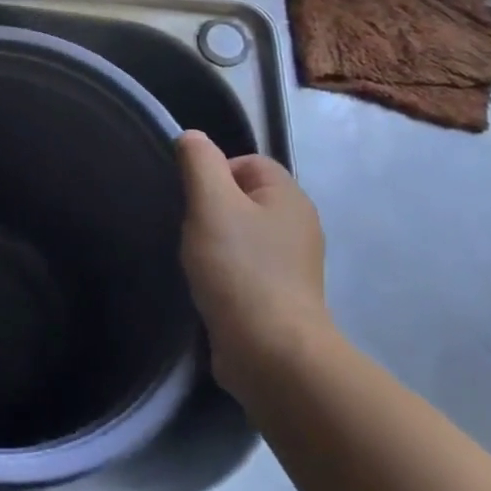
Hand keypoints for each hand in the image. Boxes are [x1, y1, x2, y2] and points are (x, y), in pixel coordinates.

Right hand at [177, 131, 333, 401]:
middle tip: (191, 229)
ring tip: (197, 260)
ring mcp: (293, 265)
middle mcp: (299, 226)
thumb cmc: (239, 268)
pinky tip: (210, 286)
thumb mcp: (211, 202)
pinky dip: (226, 271)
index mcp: (289, 197)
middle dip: (212, 208)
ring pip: (243, 234)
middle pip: (243, 197)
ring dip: (216, 242)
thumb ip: (199, 162)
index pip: (247, 162)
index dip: (214, 172)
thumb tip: (192, 137)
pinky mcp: (282, 298)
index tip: (192, 200)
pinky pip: (246, 267)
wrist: (271, 353)